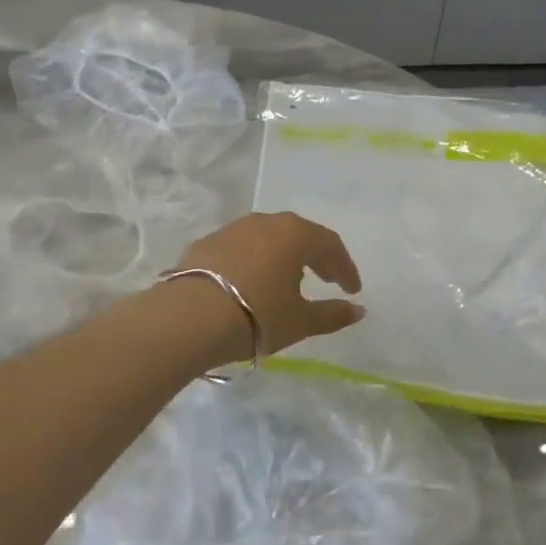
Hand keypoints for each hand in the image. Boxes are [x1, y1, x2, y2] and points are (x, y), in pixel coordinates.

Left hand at [172, 213, 364, 359]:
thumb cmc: (256, 317)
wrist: (187, 319)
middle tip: (326, 280)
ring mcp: (232, 229)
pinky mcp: (205, 243)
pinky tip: (251, 283)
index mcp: (295, 234)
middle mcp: (265, 222)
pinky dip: (255, 261)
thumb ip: (333, 314)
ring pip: (268, 238)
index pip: (330, 245)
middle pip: (300, 235)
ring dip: (284, 256)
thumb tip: (358, 311)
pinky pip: (241, 248)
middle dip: (317, 258)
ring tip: (288, 281)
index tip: (352, 291)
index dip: (345, 269)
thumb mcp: (300, 321)